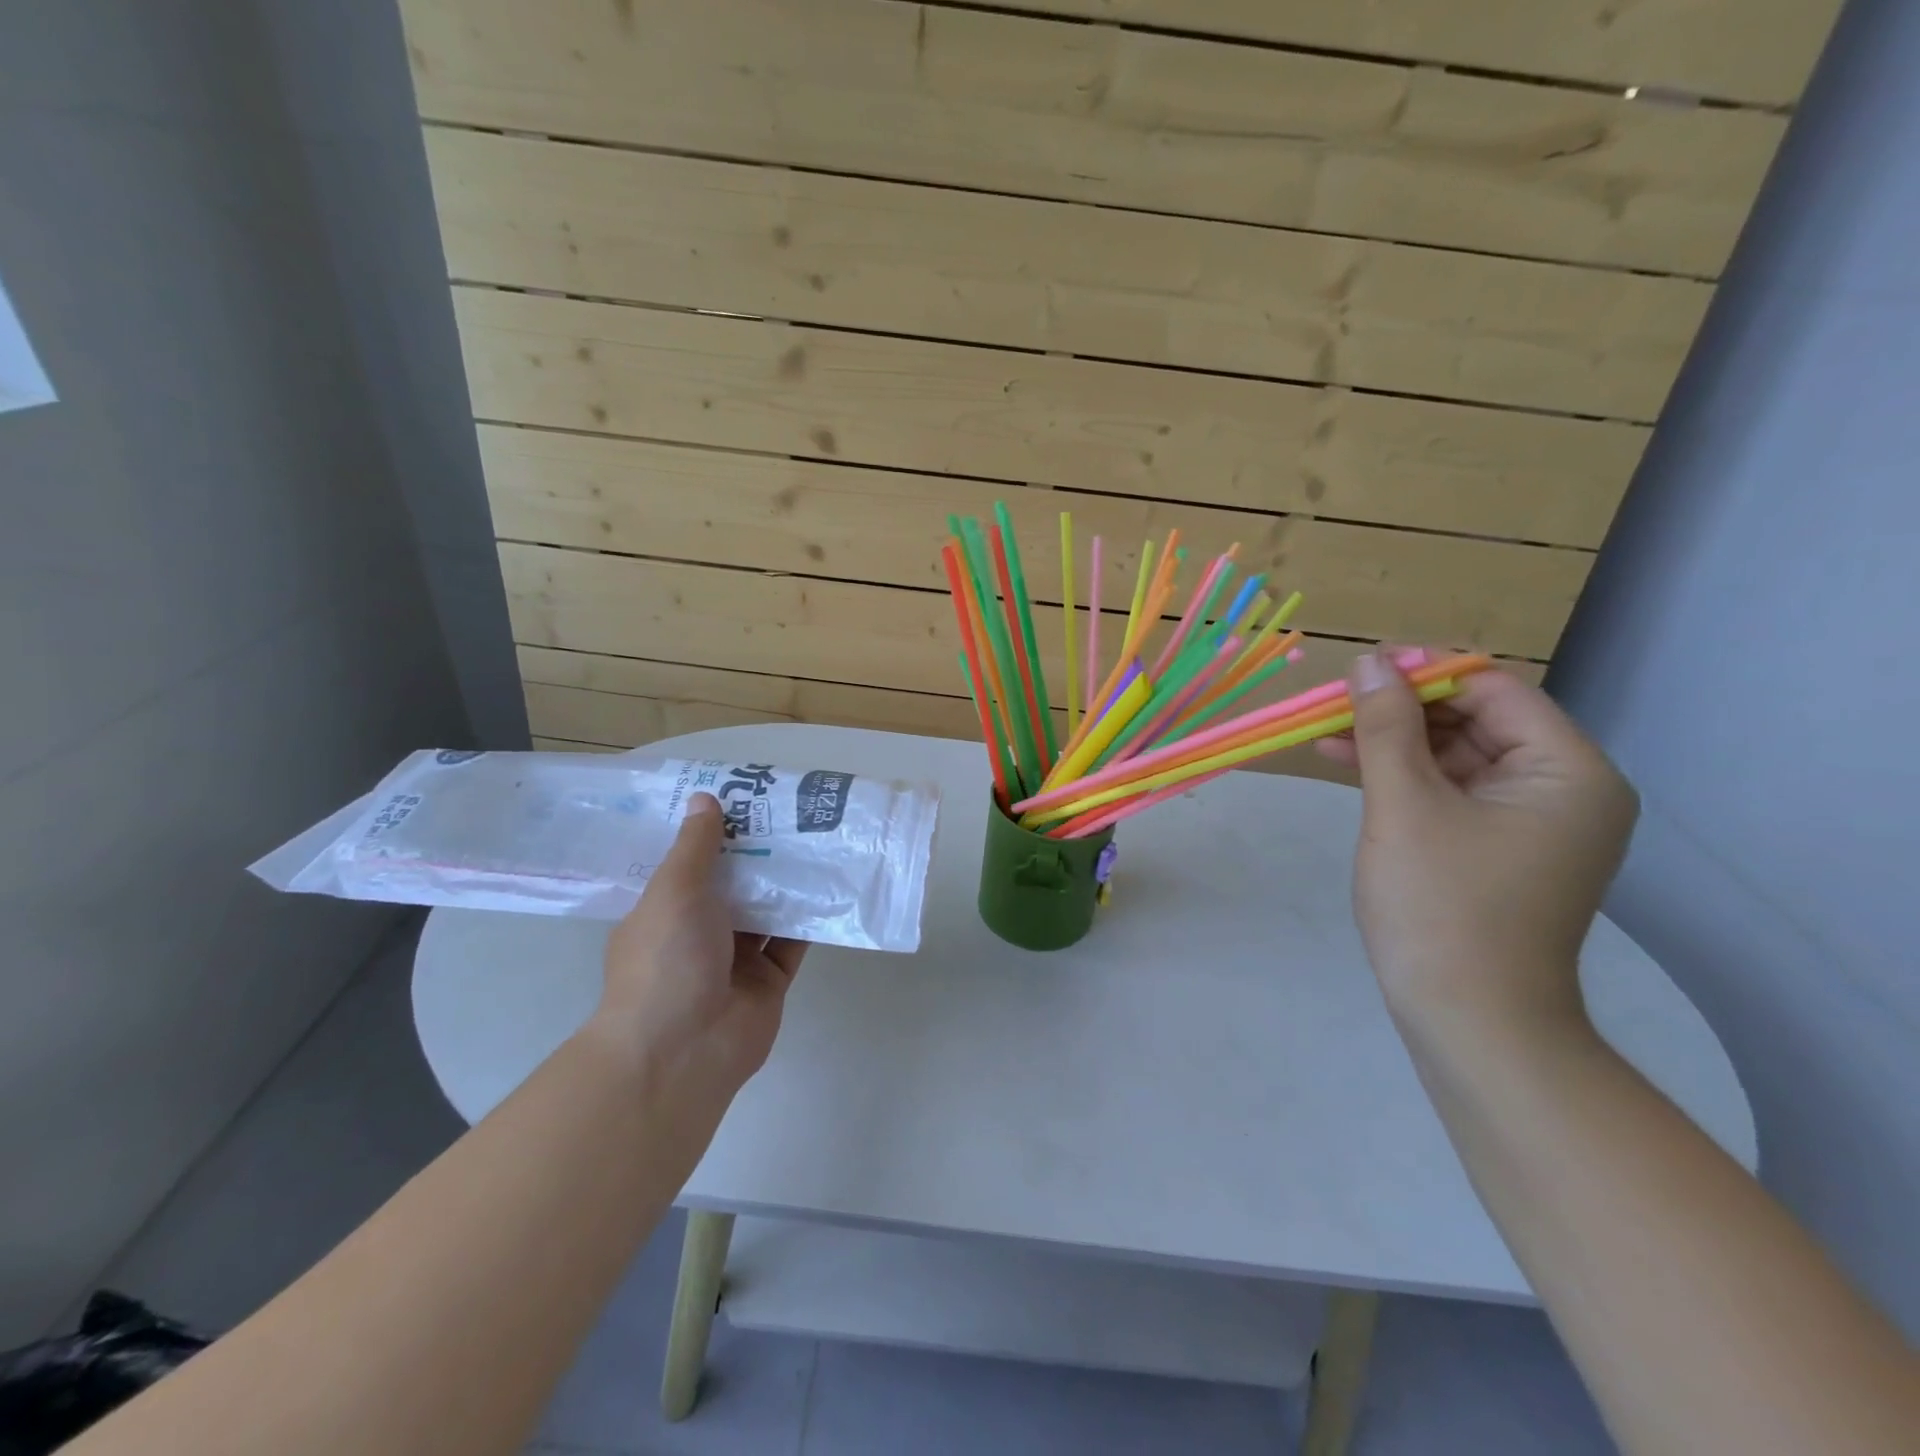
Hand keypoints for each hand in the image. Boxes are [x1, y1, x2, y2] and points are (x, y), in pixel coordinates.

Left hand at [593, 793, 806, 1099]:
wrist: (683, 1051)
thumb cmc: (667, 960)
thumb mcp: (674, 891)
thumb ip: (695, 847)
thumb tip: (705, 798)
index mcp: (665, 911)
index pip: (690, 863)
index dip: (715, 832)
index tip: (744, 798)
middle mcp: (699, 933)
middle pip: (734, 883)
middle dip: (760, 852)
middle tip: (792, 811)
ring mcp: (735, 959)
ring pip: (767, 910)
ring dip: (788, 881)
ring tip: (819, 838)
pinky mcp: (769, 980)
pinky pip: (793, 941)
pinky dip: (810, 917)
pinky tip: (833, 884)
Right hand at [1316, 653, 1637, 1033]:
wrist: (1469, 1021)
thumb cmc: (1441, 905)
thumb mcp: (1405, 804)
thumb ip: (1387, 726)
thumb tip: (1370, 661)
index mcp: (1567, 771)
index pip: (1495, 690)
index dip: (1426, 671)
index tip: (1361, 668)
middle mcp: (1563, 790)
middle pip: (1477, 720)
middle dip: (1404, 708)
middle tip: (1335, 701)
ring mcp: (1533, 824)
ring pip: (1457, 756)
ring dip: (1395, 742)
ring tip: (1327, 732)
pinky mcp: (1500, 850)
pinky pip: (1452, 793)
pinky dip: (1405, 778)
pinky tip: (1351, 766)